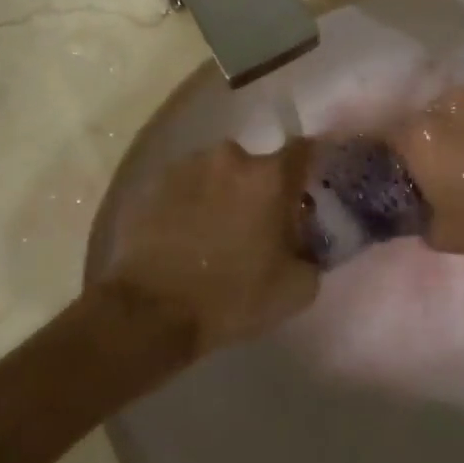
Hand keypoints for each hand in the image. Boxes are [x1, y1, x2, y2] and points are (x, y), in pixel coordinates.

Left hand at [104, 140, 319, 354]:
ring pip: (217, 174)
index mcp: (269, 176)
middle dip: (259, 190)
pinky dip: (189, 204)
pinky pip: (184, 187)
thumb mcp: (296, 290)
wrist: (150, 312)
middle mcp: (230, 157)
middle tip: (255, 225)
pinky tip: (183, 237)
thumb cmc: (231, 297)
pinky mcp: (153, 183)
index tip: (305, 190)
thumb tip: (308, 242)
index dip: (308, 167)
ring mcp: (187, 166)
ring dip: (222, 194)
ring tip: (213, 233)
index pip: (303, 150)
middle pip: (256, 165)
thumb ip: (314, 255)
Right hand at [388, 85, 463, 271]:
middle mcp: (447, 103)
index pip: (387, 138)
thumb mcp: (444, 235)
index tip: (399, 174)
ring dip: (463, 128)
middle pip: (425, 119)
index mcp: (420, 135)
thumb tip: (412, 204)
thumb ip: (416, 213)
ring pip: (461, 109)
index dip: (391, 158)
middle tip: (443, 168)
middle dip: (430, 141)